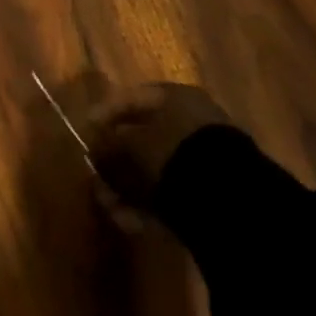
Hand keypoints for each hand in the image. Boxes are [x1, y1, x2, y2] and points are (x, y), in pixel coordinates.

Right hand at [87, 81, 229, 227]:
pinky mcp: (212, 191)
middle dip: (116, 159)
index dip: (104, 114)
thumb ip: (108, 146)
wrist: (230, 201)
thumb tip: (93, 150)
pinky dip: (149, 202)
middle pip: (143, 136)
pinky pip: (171, 190)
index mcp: (175, 96)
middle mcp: (191, 120)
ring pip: (155, 167)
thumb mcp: (132, 146)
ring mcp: (204, 156)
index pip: (131, 98)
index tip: (85, 132)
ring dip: (129, 184)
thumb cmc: (173, 155)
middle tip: (96, 176)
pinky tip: (131, 219)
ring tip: (109, 205)